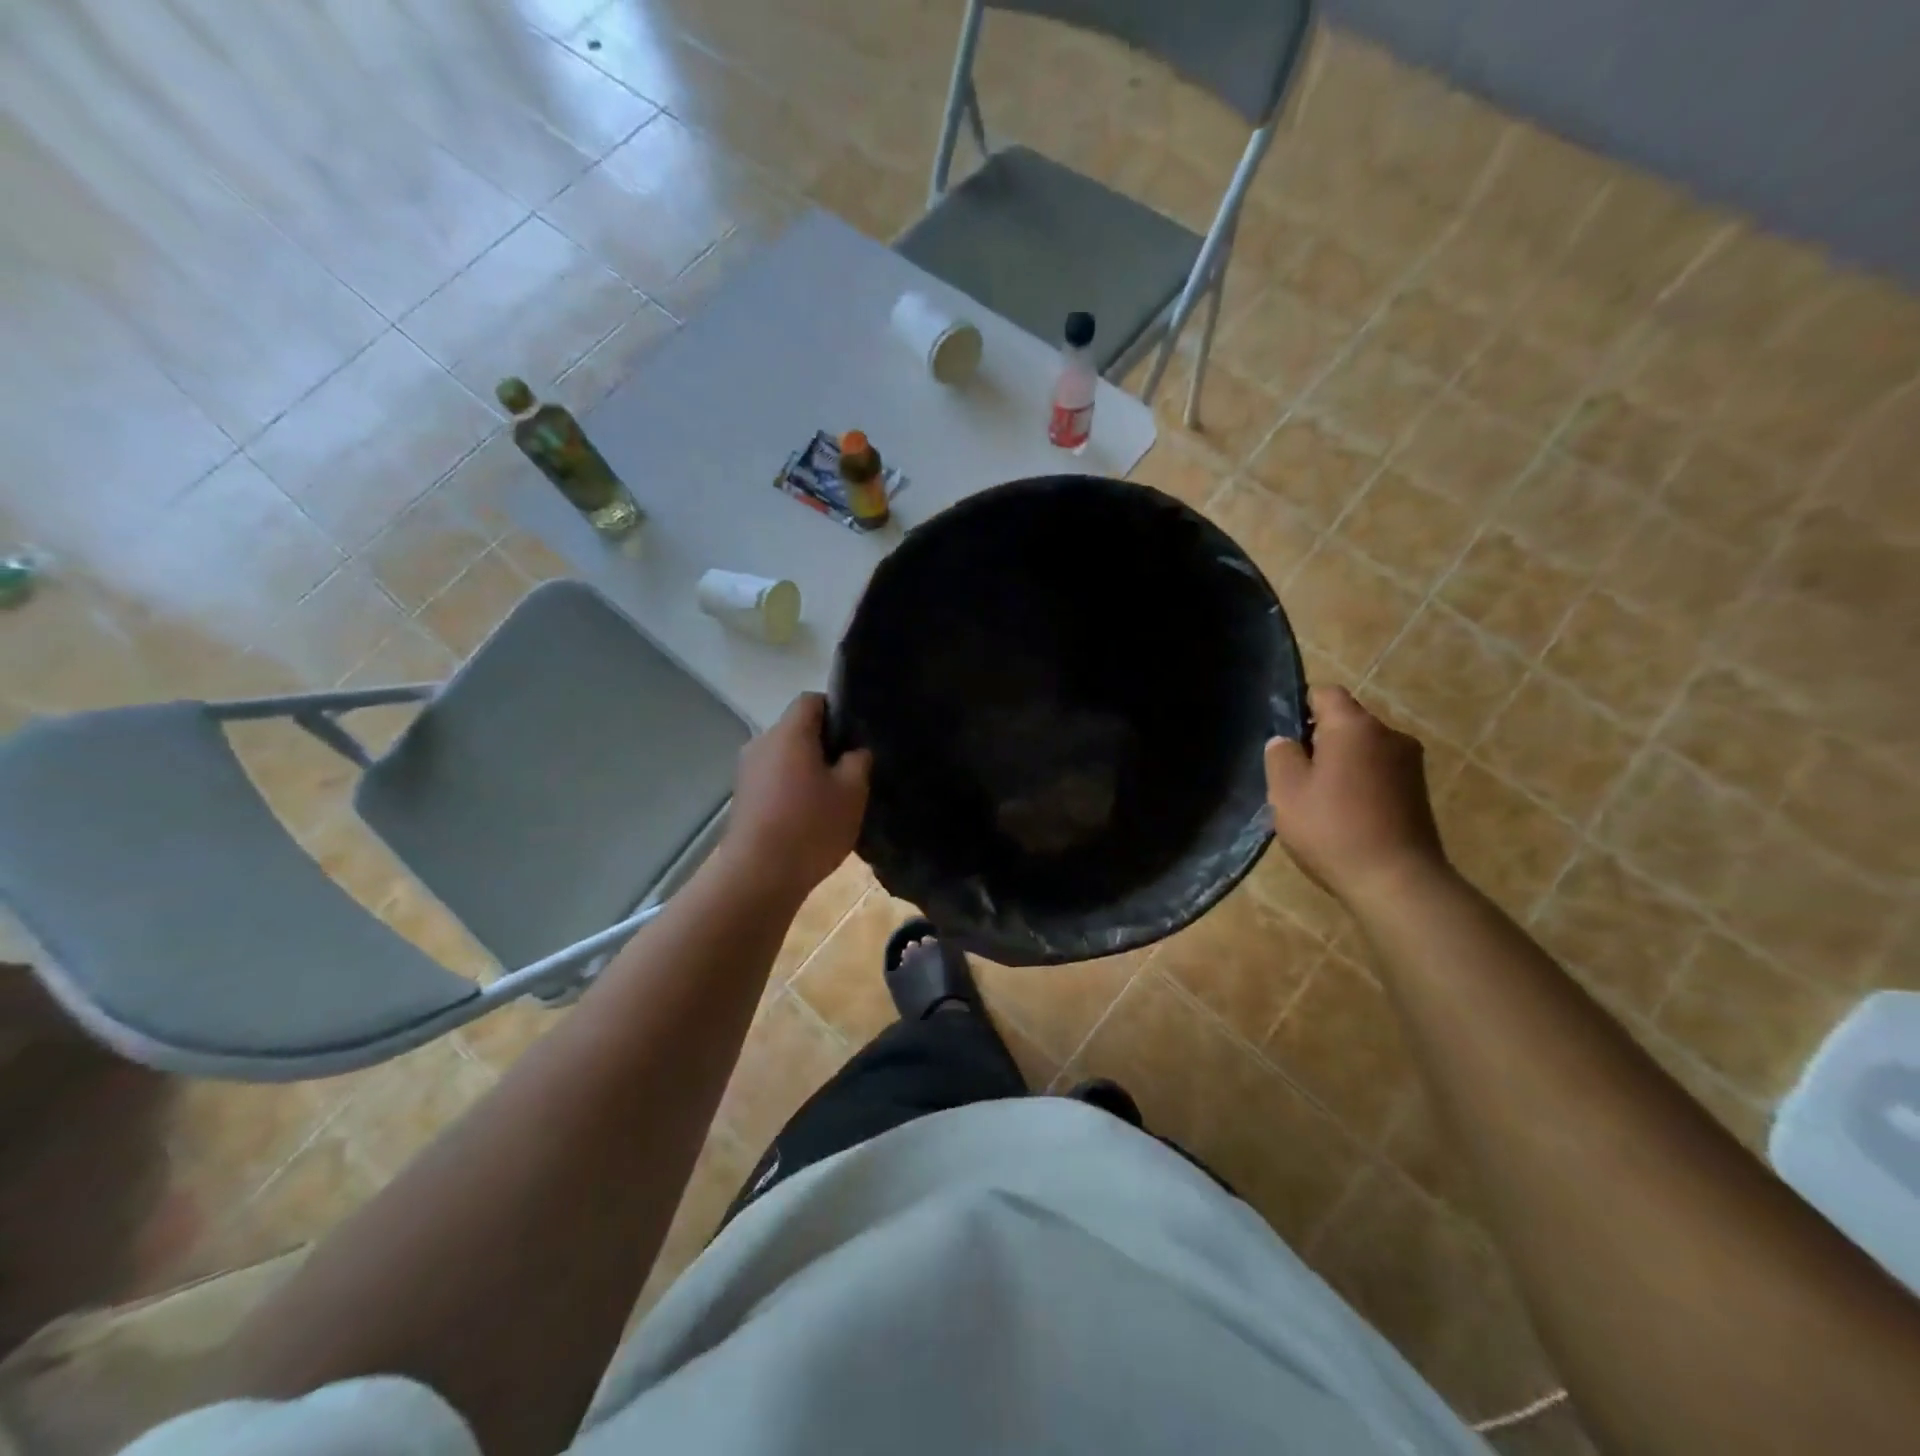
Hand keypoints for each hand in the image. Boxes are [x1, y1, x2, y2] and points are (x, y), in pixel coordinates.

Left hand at [724, 694, 871, 899]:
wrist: (758, 876)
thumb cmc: (811, 826)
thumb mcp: (852, 792)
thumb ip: (858, 761)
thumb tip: (854, 751)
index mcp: (789, 732)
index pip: (811, 700)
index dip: (836, 710)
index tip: (856, 736)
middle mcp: (762, 743)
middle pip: (797, 730)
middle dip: (824, 744)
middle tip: (851, 770)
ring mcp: (747, 772)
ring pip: (785, 757)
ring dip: (807, 770)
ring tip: (832, 798)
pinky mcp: (742, 798)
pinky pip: (773, 781)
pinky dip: (791, 789)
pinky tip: (809, 817)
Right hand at [1265, 686, 1448, 908]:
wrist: (1397, 882)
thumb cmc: (1333, 828)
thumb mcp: (1287, 791)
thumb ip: (1280, 756)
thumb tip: (1286, 741)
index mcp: (1355, 726)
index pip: (1325, 693)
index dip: (1300, 707)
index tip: (1284, 738)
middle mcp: (1389, 735)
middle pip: (1346, 722)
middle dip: (1319, 741)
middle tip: (1294, 776)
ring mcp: (1410, 764)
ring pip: (1363, 749)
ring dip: (1340, 765)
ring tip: (1319, 801)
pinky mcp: (1419, 792)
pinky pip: (1379, 773)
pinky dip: (1360, 784)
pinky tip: (1345, 816)